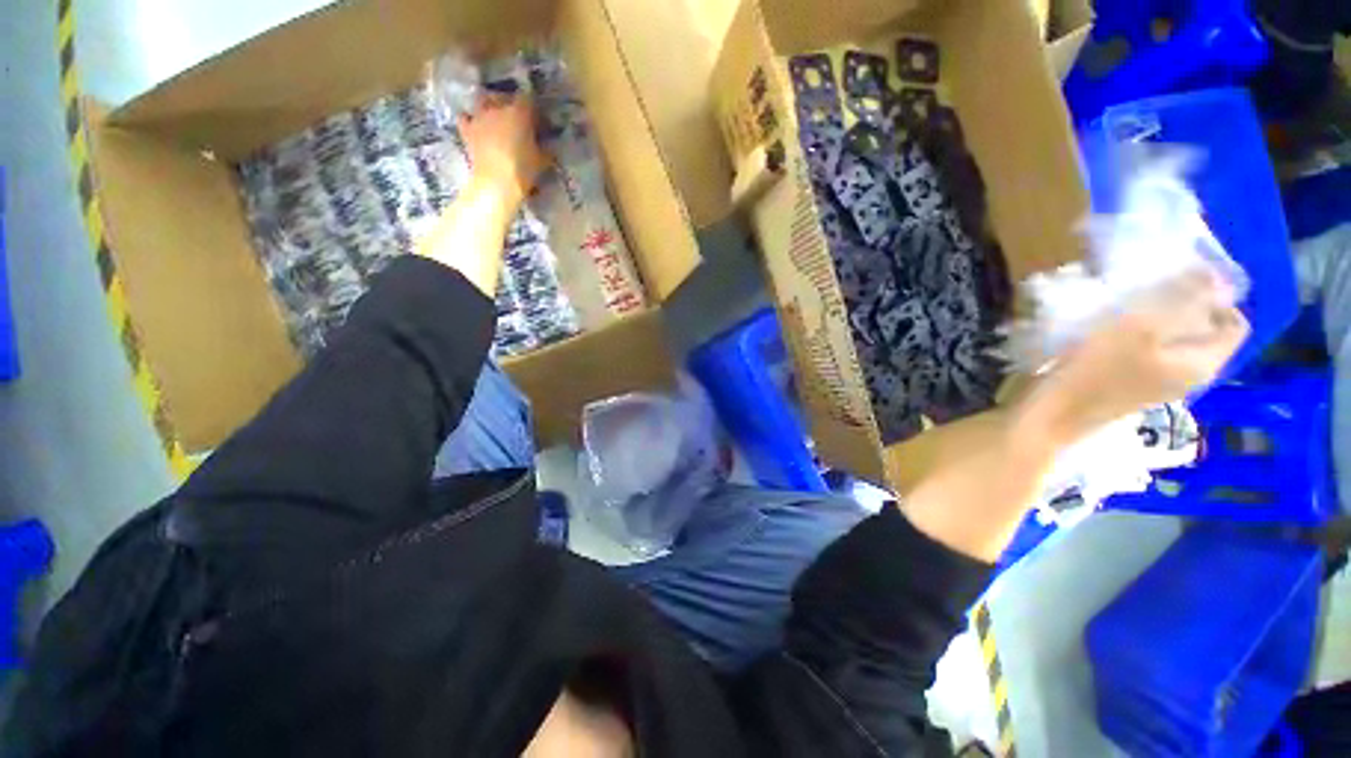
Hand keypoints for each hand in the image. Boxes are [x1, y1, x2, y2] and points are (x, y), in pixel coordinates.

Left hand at [458, 94, 549, 208]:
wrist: (496, 182)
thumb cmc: (523, 170)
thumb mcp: (542, 161)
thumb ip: (545, 149)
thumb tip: (547, 146)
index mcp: (519, 113)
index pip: (528, 99)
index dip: (533, 108)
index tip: (538, 120)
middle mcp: (498, 109)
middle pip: (503, 97)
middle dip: (510, 104)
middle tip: (517, 118)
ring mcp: (480, 117)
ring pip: (483, 101)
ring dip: (489, 106)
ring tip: (495, 117)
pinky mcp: (467, 130)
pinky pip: (465, 118)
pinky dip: (470, 119)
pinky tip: (475, 125)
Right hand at [1025, 269, 1248, 443]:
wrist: (1052, 412)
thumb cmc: (1097, 369)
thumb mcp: (1142, 326)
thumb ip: (1185, 299)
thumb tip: (1216, 273)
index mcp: (1203, 363)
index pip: (1234, 324)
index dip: (1215, 298)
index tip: (1180, 282)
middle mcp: (1191, 375)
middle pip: (1203, 332)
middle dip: (1183, 307)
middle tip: (1148, 292)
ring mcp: (1161, 383)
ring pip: (1175, 341)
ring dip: (1158, 320)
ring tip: (1125, 309)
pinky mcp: (1134, 385)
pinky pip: (1151, 352)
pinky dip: (1139, 336)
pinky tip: (1110, 332)